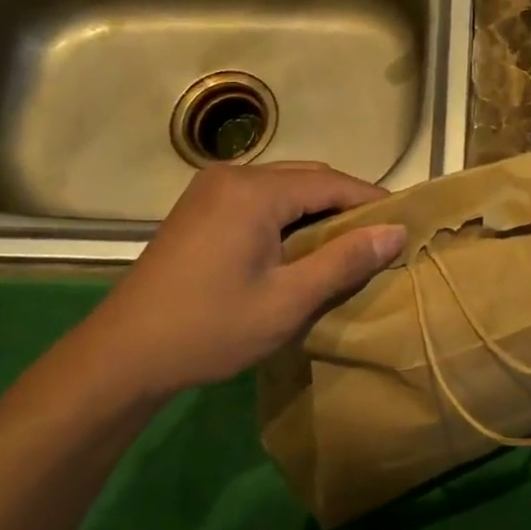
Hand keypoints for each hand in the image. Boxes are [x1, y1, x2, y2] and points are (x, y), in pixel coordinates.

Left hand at [76, 161, 404, 403]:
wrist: (124, 354)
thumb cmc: (211, 328)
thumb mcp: (288, 300)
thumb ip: (344, 261)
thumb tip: (396, 233)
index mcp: (255, 191)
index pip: (331, 183)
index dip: (372, 202)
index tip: (406, 223)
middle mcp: (233, 176)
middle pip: (307, 178)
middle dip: (346, 204)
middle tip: (380, 238)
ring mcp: (210, 189)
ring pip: (283, 187)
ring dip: (317, 210)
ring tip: (347, 245)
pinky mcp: (199, 208)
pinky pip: (259, 199)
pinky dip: (288, 216)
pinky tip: (300, 246)